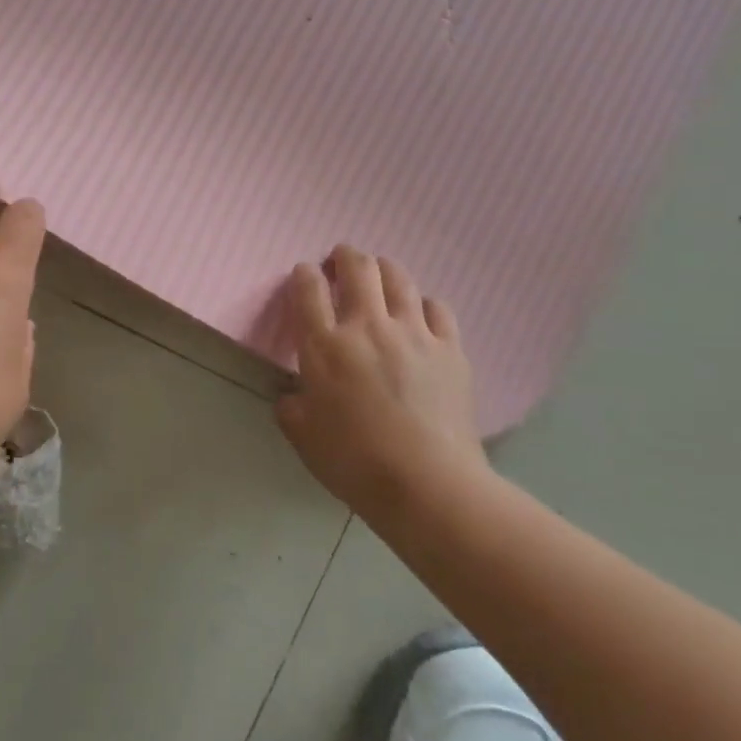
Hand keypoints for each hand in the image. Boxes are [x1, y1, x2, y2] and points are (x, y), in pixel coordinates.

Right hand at [276, 245, 489, 516]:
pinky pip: (437, 307)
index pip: (308, 288)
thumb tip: (292, 396)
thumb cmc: (356, 462)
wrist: (428, 484)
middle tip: (340, 263)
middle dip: (345, 256)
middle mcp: (367, 327)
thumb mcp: (304, 438)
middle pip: (357, 267)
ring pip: (399, 277)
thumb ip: (291, 408)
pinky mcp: (449, 348)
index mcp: (325, 346)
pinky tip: (419, 315)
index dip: (304, 274)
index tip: (305, 277)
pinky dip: (423, 303)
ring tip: (378, 277)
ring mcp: (413, 333)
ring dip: (383, 269)